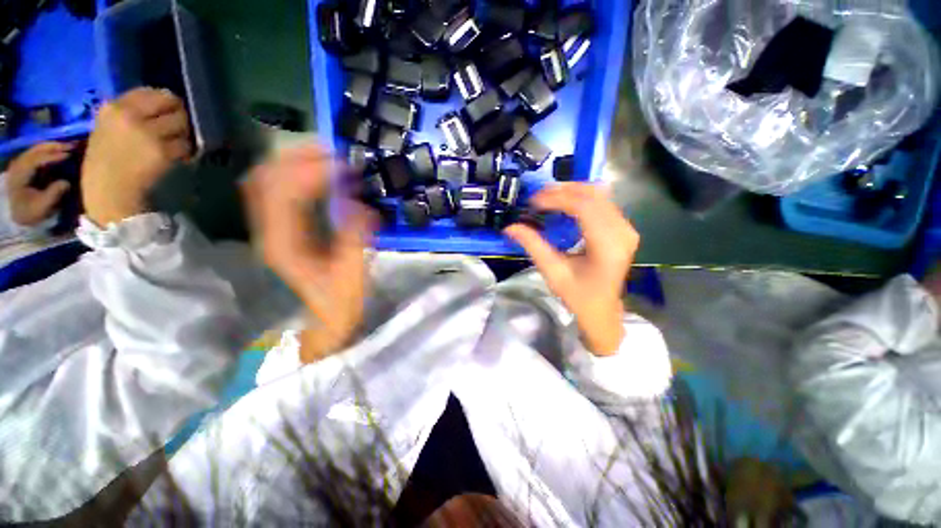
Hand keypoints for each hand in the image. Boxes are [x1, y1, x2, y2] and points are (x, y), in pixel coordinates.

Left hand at [5, 142, 76, 226]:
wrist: (19, 216)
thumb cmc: (31, 212)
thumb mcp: (42, 206)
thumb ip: (53, 194)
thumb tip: (66, 182)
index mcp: (19, 176)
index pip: (35, 160)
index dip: (51, 156)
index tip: (68, 154)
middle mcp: (17, 166)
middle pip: (35, 150)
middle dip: (52, 147)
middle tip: (71, 145)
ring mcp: (20, 165)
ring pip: (35, 150)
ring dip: (51, 147)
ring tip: (67, 146)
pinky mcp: (24, 166)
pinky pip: (36, 154)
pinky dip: (47, 151)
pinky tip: (58, 152)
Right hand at [82, 87, 192, 225]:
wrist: (110, 193)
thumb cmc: (107, 162)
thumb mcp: (108, 128)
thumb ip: (131, 112)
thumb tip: (162, 102)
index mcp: (113, 108)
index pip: (152, 91)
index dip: (165, 102)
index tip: (166, 113)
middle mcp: (130, 116)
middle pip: (173, 105)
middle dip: (179, 117)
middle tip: (174, 130)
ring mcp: (148, 134)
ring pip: (182, 125)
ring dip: (183, 136)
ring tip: (171, 146)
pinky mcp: (163, 152)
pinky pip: (185, 146)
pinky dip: (185, 153)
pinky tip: (173, 159)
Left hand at [243, 147, 373, 363]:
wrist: (320, 325)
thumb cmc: (338, 305)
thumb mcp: (352, 276)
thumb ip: (356, 240)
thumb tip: (362, 205)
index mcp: (284, 244)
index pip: (286, 192)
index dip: (314, 171)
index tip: (347, 166)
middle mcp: (268, 231)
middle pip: (267, 177)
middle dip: (300, 156)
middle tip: (336, 150)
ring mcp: (269, 230)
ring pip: (268, 180)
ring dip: (295, 162)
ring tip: (327, 156)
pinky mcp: (279, 230)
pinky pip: (277, 192)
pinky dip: (295, 176)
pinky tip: (317, 175)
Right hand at [505, 184, 638, 355]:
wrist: (603, 310)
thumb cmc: (578, 296)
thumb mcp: (553, 273)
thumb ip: (533, 246)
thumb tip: (510, 227)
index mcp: (607, 246)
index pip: (583, 207)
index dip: (557, 198)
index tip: (534, 201)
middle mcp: (622, 231)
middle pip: (593, 195)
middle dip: (562, 191)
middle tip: (537, 196)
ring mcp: (626, 228)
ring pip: (599, 195)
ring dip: (571, 191)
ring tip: (547, 197)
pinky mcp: (623, 228)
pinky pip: (602, 202)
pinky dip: (581, 198)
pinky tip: (564, 203)